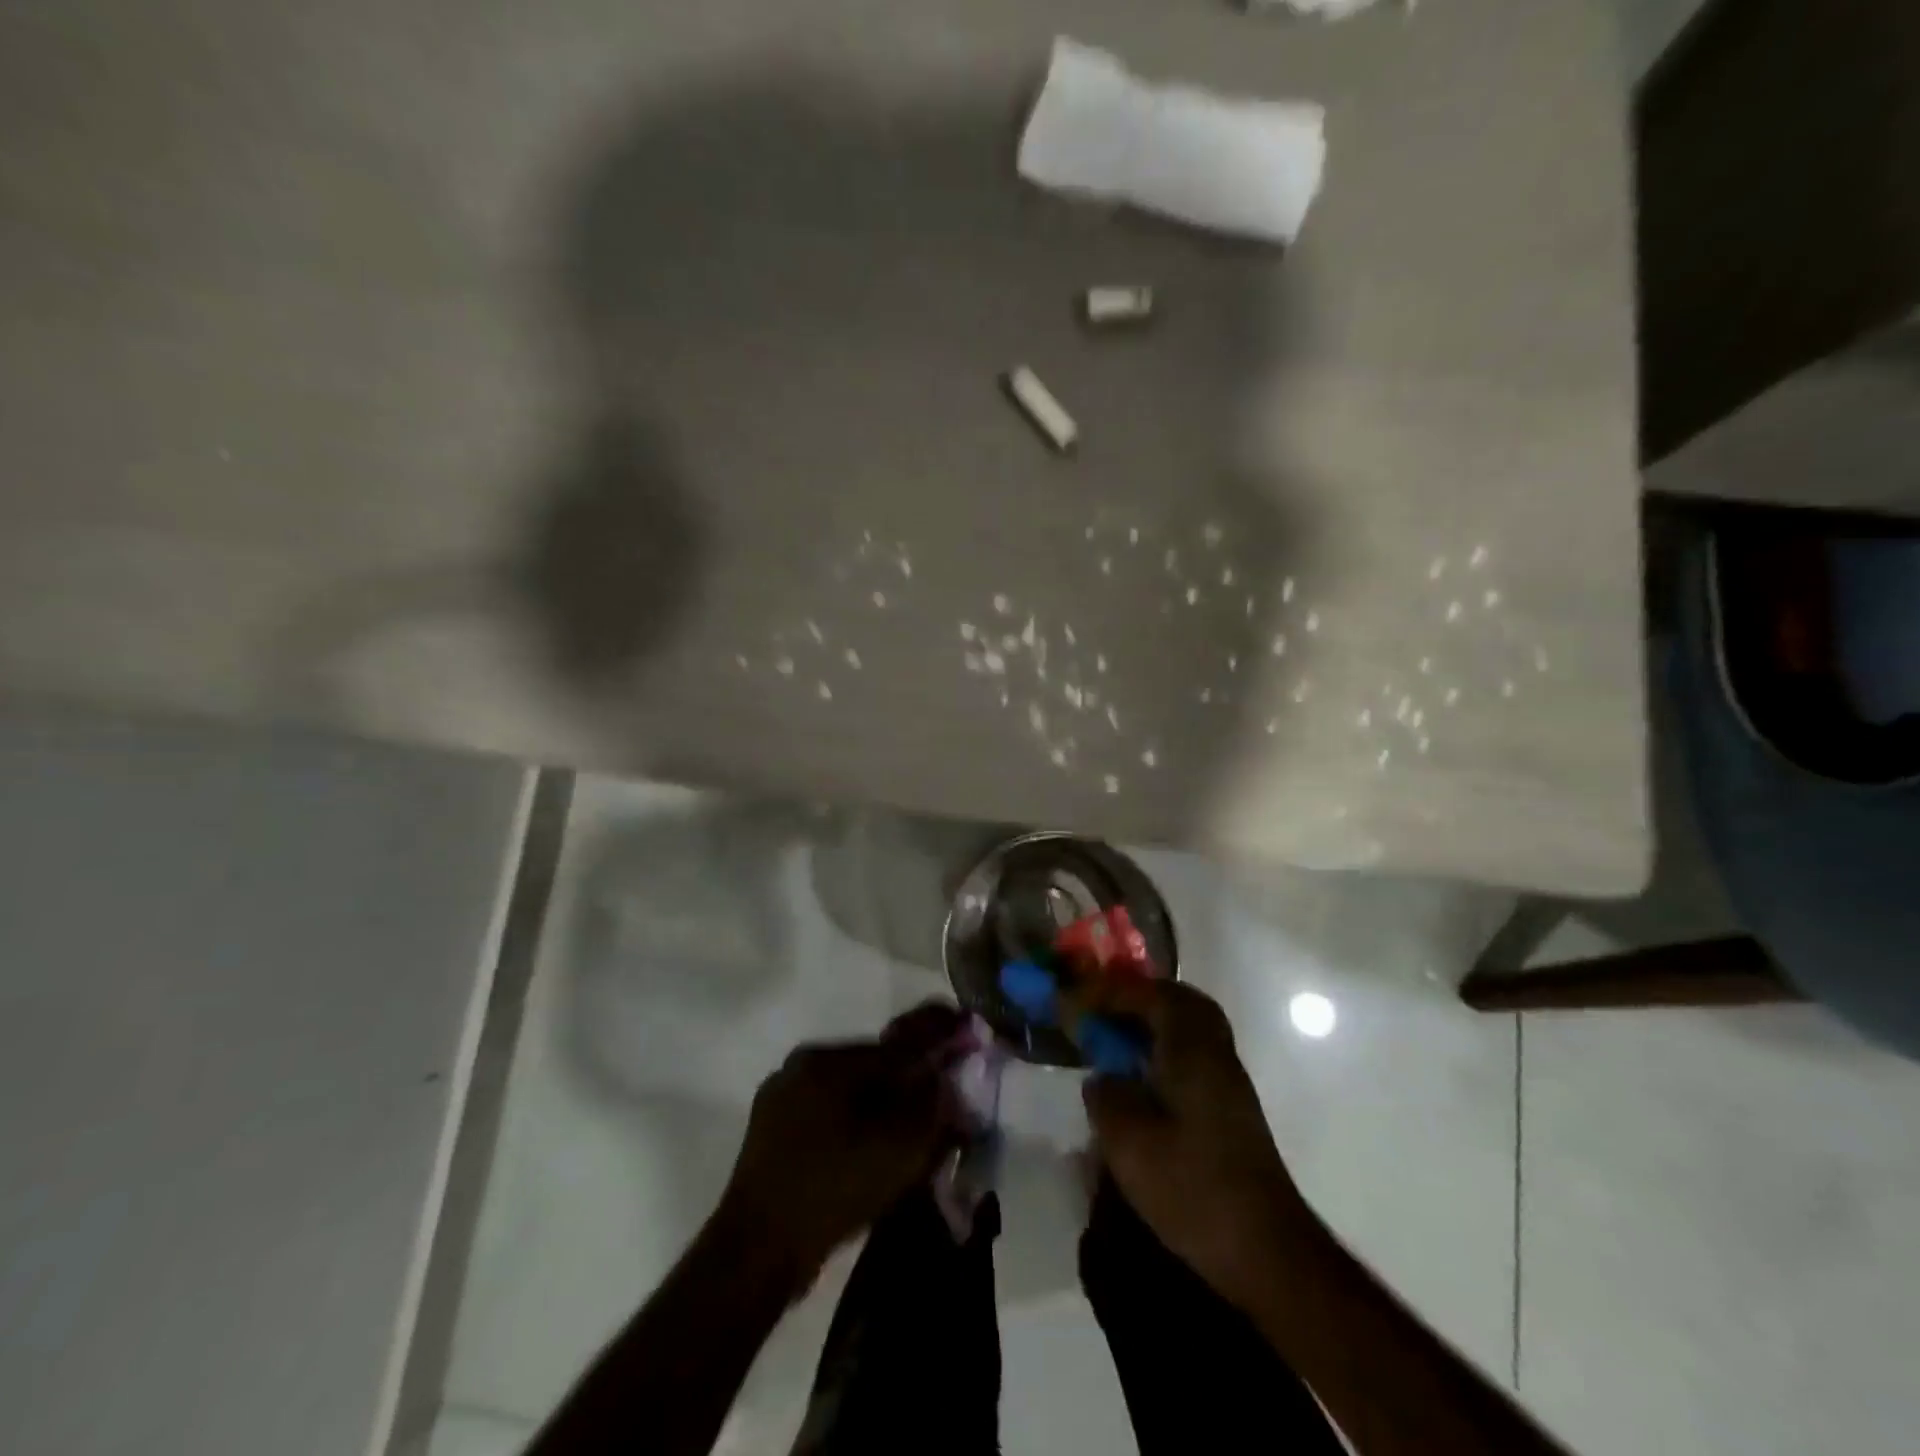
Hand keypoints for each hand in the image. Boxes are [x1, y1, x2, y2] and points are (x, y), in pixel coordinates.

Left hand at [719, 1002, 968, 1281]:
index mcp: (828, 1060)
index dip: (935, 1036)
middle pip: (872, 1063)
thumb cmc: (832, 1190)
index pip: (895, 1043)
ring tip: (908, 1125)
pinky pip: (826, 1112)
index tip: (964, 1025)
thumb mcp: (898, 1149)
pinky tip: (868, 1146)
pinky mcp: (770, 1130)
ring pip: (848, 1088)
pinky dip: (854, 1121)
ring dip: (881, 1101)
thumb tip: (948, 1081)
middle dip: (908, 1076)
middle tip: (939, 1091)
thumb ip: (932, 1108)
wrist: (756, 1253)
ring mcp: (781, 1097)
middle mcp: (801, 1066)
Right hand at [1076, 980, 1320, 1305]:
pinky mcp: (1231, 1110)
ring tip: (1116, 1040)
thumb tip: (1101, 1078)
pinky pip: (1194, 1055)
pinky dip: (1164, 1050)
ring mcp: (1228, 1082)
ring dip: (1152, 1023)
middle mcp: (1215, 1053)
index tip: (1077, 1002)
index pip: (1151, 995)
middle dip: (1138, 999)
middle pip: (1179, 1002)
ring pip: (1190, 1029)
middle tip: (1103, 1011)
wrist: (1267, 1251)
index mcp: (1191, 1048)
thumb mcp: (1129, 1142)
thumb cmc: (1193, 1187)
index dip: (1110, 992)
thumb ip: (1106, 1097)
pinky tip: (1141, 1080)